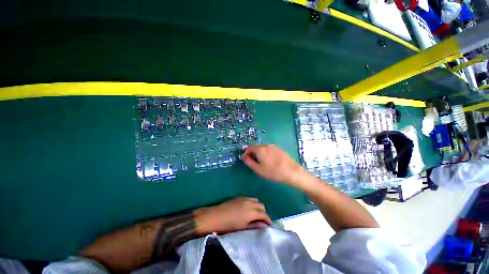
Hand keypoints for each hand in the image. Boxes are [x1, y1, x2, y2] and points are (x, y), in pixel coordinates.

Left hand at [196, 197, 271, 233]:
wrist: (216, 216)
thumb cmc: (229, 225)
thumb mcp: (243, 228)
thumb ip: (254, 226)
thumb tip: (264, 226)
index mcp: (251, 212)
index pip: (264, 214)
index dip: (268, 219)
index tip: (268, 225)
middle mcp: (250, 203)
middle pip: (261, 205)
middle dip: (263, 212)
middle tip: (261, 220)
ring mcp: (244, 198)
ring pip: (256, 200)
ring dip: (258, 206)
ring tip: (255, 214)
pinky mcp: (239, 197)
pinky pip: (250, 198)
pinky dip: (252, 203)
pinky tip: (247, 208)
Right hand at [242, 144, 307, 184]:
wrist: (291, 171)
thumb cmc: (273, 172)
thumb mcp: (258, 169)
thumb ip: (248, 161)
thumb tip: (244, 156)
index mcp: (260, 149)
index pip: (248, 147)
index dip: (246, 153)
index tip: (248, 161)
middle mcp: (266, 145)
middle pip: (256, 148)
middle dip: (253, 154)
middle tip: (255, 164)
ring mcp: (273, 146)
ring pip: (263, 149)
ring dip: (260, 154)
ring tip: (264, 164)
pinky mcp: (279, 149)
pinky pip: (269, 150)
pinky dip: (266, 154)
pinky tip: (271, 162)